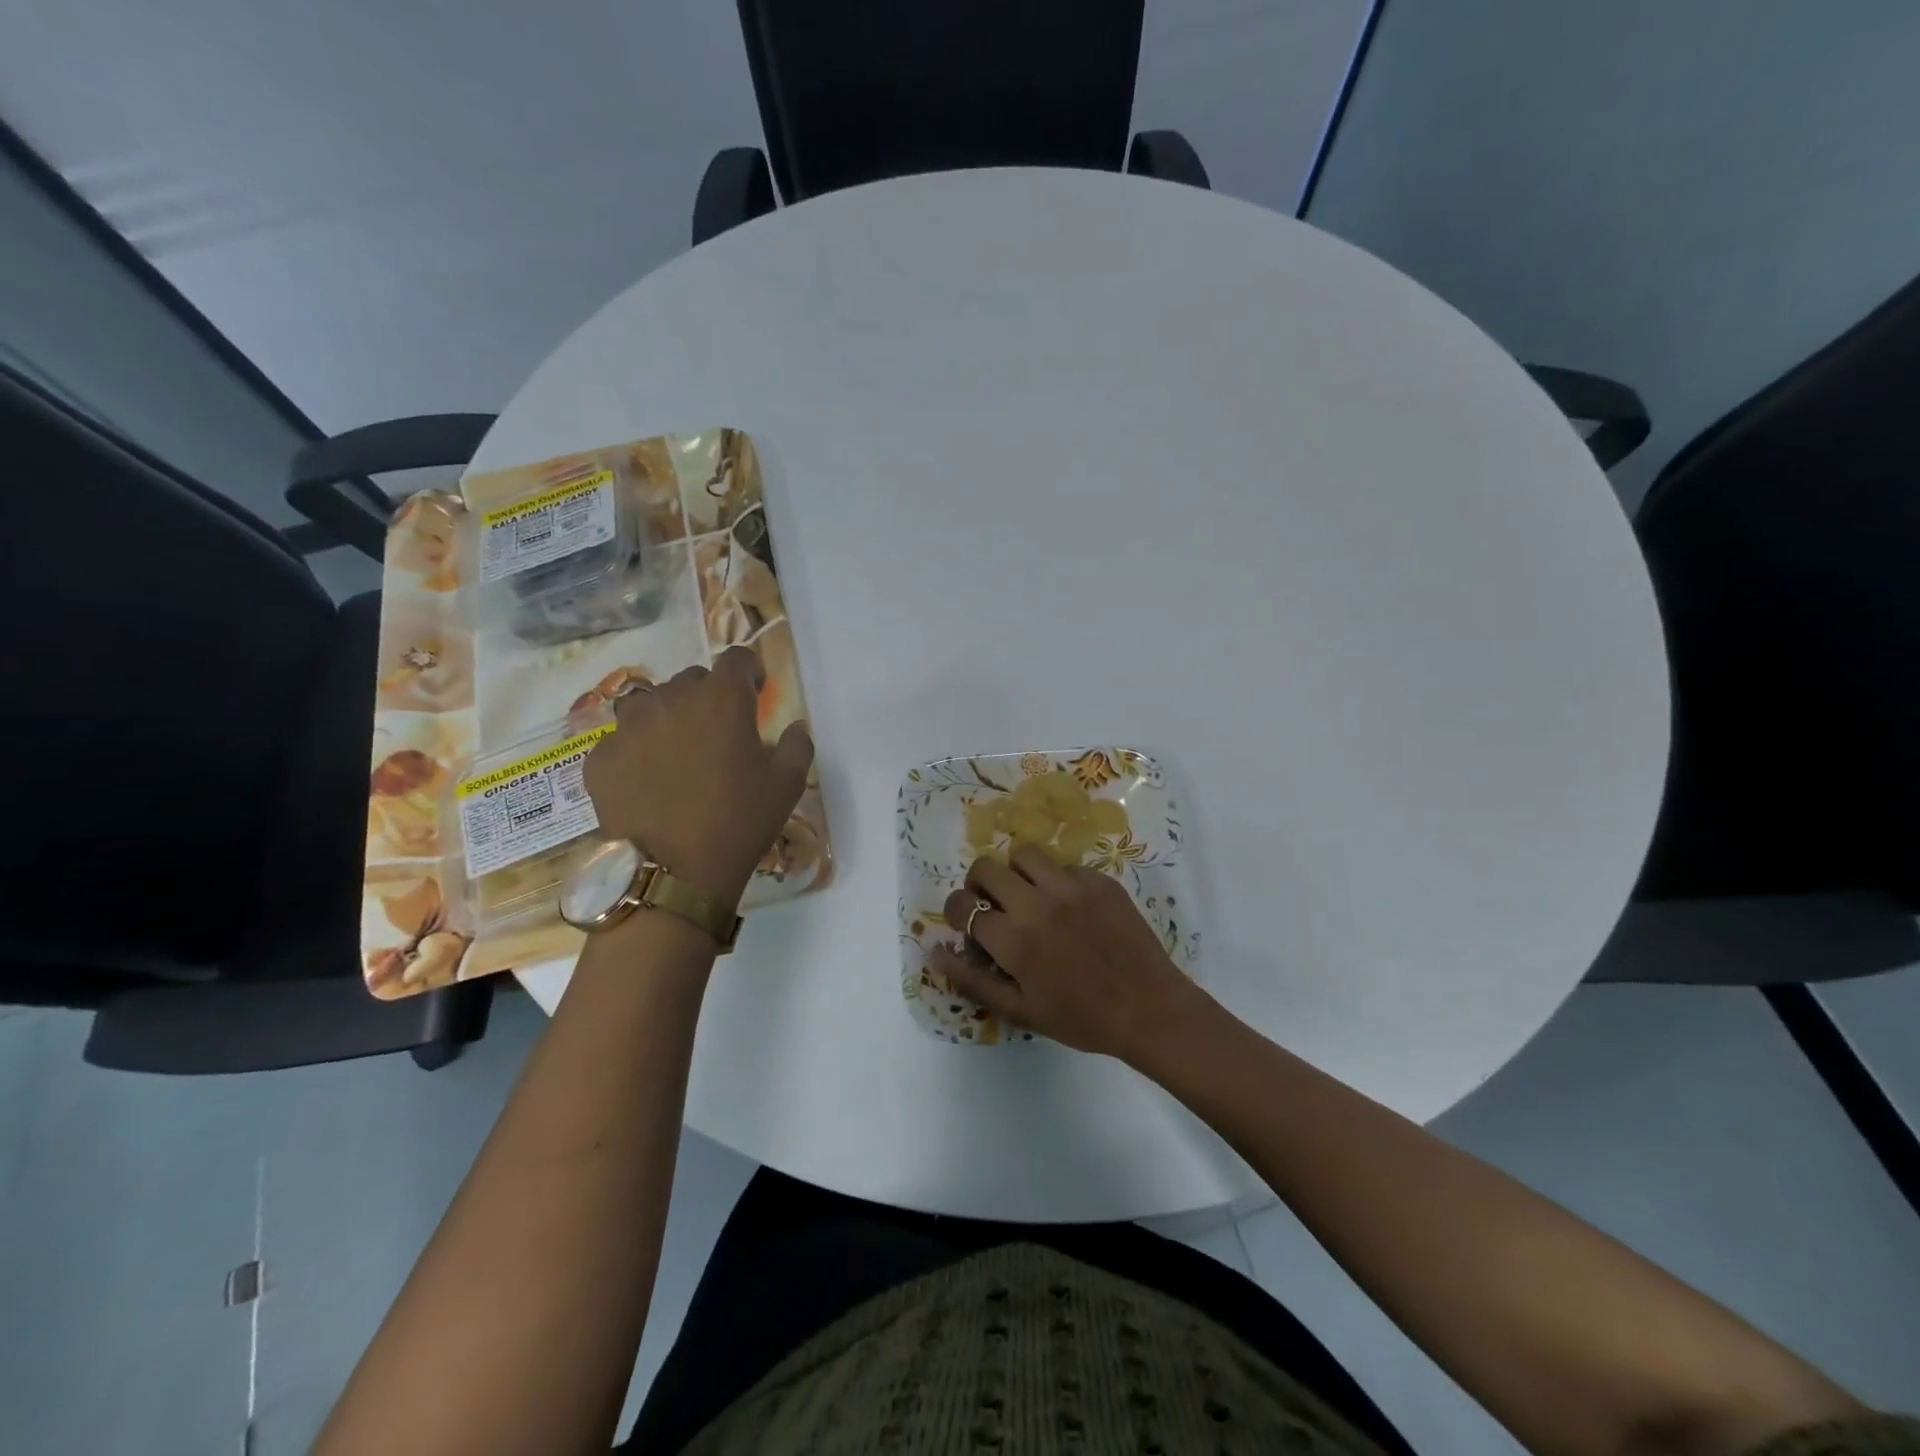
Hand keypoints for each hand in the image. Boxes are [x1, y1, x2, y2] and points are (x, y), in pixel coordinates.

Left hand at [582, 646, 812, 904]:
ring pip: (649, 704)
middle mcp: (671, 699)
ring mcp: (628, 727)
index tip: (754, 693)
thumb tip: (794, 727)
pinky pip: (621, 741)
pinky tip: (646, 782)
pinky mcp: (600, 758)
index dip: (748, 672)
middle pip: (691, 680)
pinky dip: (636, 751)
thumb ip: (797, 744)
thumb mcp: (788, 784)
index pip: (736, 658)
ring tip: (675, 752)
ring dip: (667, 717)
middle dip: (707, 697)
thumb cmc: (740, 822)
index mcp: (722, 698)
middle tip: (717, 733)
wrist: (674, 873)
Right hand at [932, 846, 1207, 1061]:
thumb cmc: (1081, 1018)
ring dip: (1016, 872)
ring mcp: (1071, 886)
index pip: (963, 905)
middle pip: (987, 868)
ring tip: (1027, 894)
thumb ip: (972, 980)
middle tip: (992, 903)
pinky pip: (1064, 865)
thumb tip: (932, 952)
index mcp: (1014, 939)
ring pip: (1024, 854)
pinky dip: (1056, 880)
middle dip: (979, 884)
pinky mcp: (1100, 880)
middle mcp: (1038, 904)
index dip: (957, 911)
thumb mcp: (1020, 1009)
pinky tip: (1069, 906)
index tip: (967, 922)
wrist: (1149, 1008)